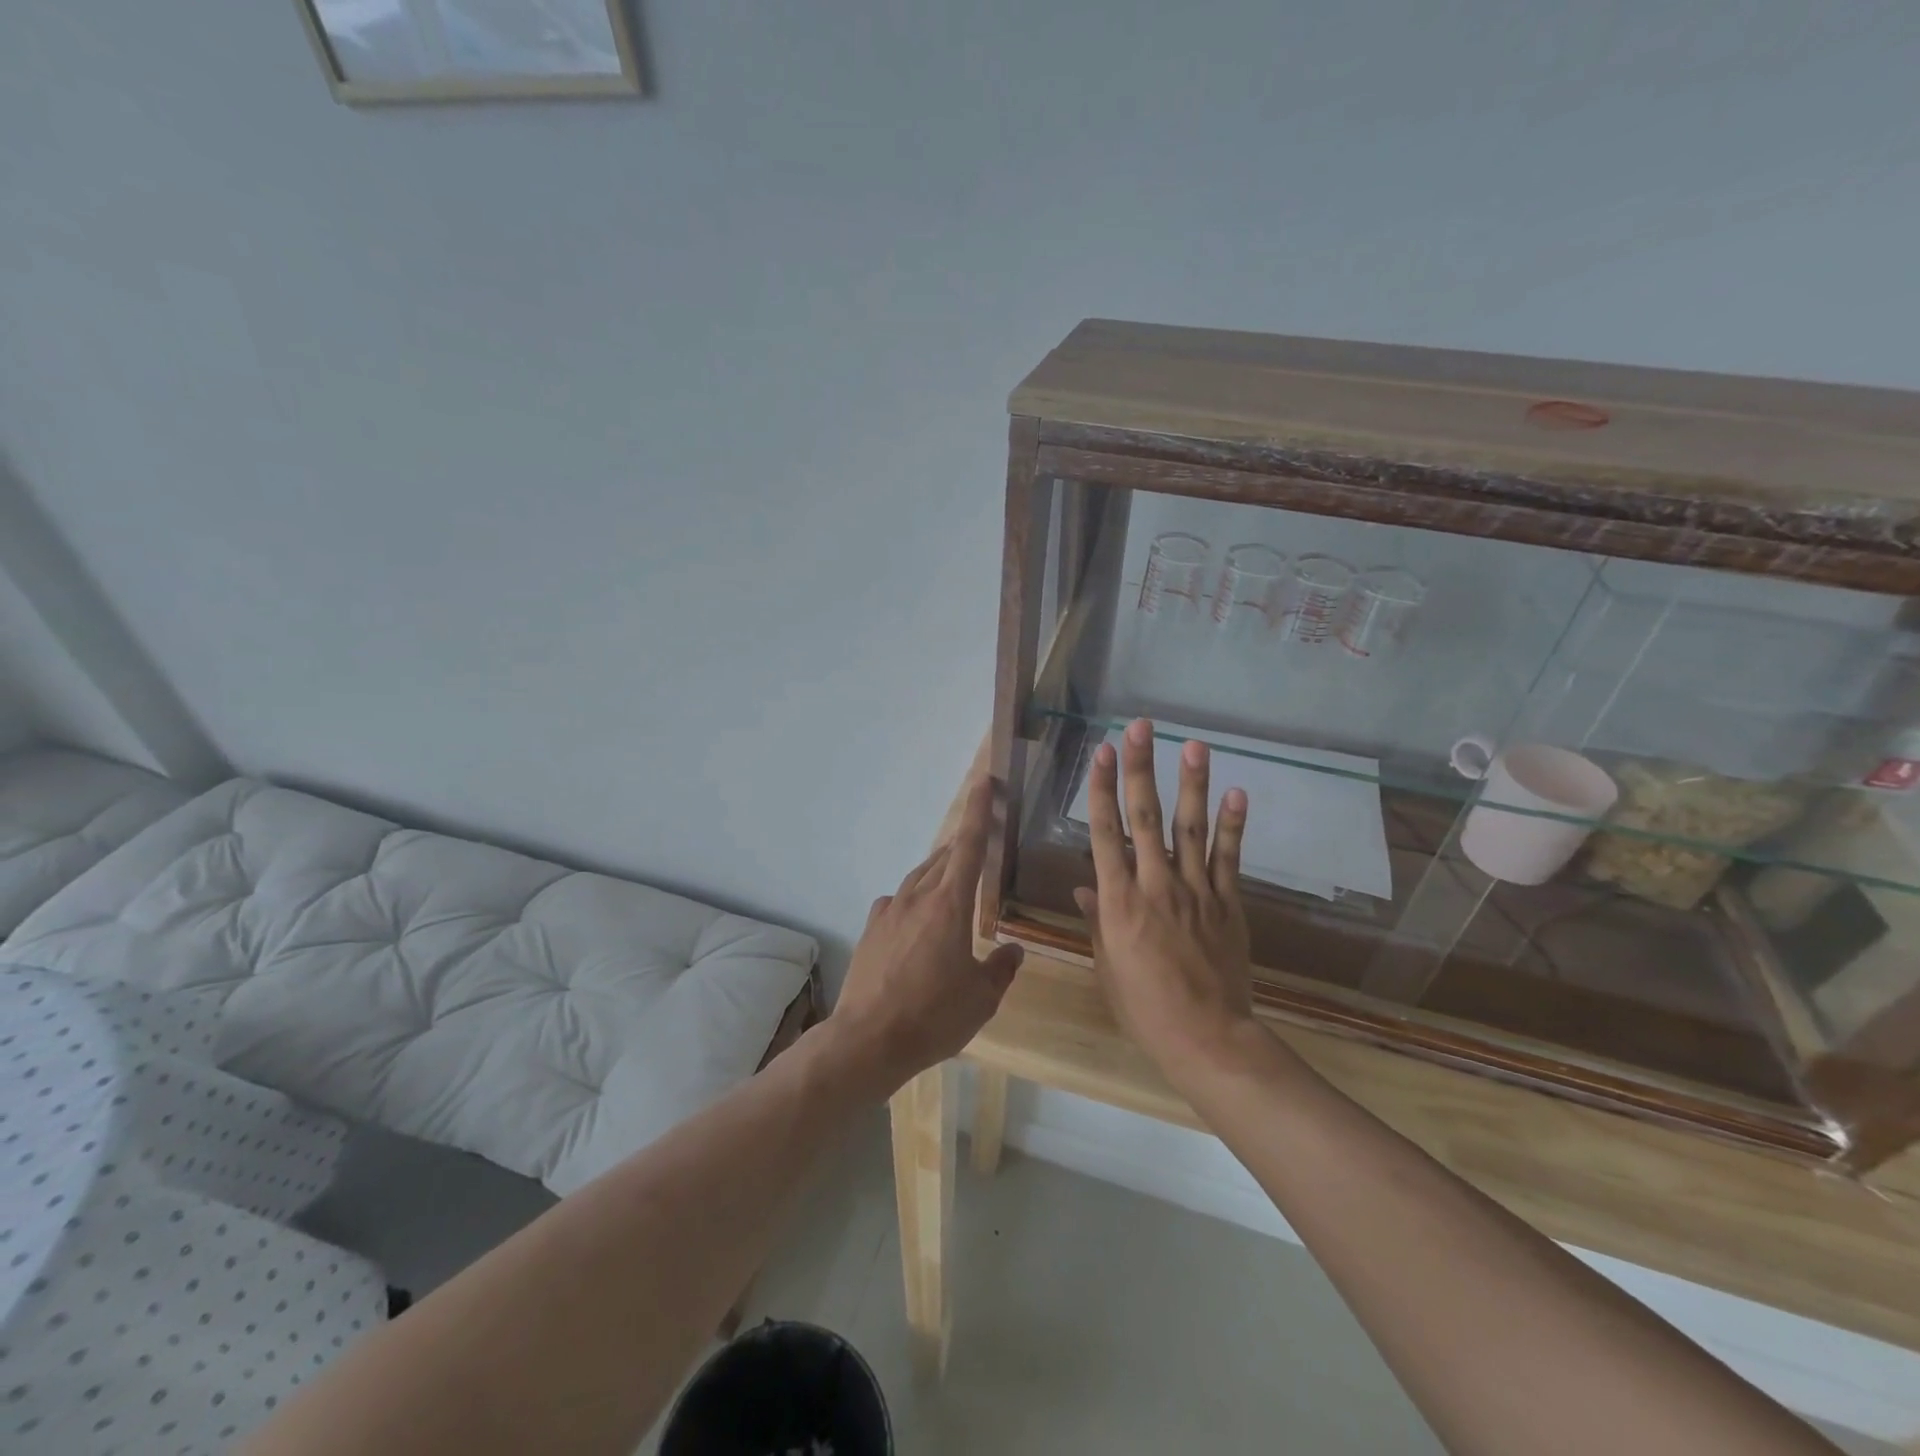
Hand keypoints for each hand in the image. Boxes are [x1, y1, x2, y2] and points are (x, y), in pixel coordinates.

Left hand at [828, 777, 1023, 1094]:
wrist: (867, 1040)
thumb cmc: (933, 1016)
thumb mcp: (982, 998)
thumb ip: (1001, 969)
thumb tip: (1014, 951)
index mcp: (951, 905)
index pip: (970, 846)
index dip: (979, 812)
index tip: (984, 782)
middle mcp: (918, 897)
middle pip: (944, 858)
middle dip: (963, 845)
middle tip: (980, 840)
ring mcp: (889, 911)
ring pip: (919, 877)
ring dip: (939, 872)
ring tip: (954, 882)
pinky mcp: (870, 929)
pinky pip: (897, 901)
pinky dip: (913, 900)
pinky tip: (917, 919)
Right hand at [1073, 719, 1259, 1083]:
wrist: (1206, 1037)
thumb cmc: (1144, 1008)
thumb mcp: (1108, 965)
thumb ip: (1098, 920)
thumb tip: (1087, 885)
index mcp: (1119, 901)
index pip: (1105, 833)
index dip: (1101, 789)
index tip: (1101, 753)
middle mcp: (1155, 885)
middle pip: (1144, 817)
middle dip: (1141, 768)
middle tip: (1141, 728)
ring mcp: (1196, 891)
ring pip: (1190, 828)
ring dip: (1190, 783)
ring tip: (1193, 744)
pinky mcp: (1228, 904)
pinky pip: (1230, 858)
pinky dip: (1234, 825)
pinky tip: (1237, 793)